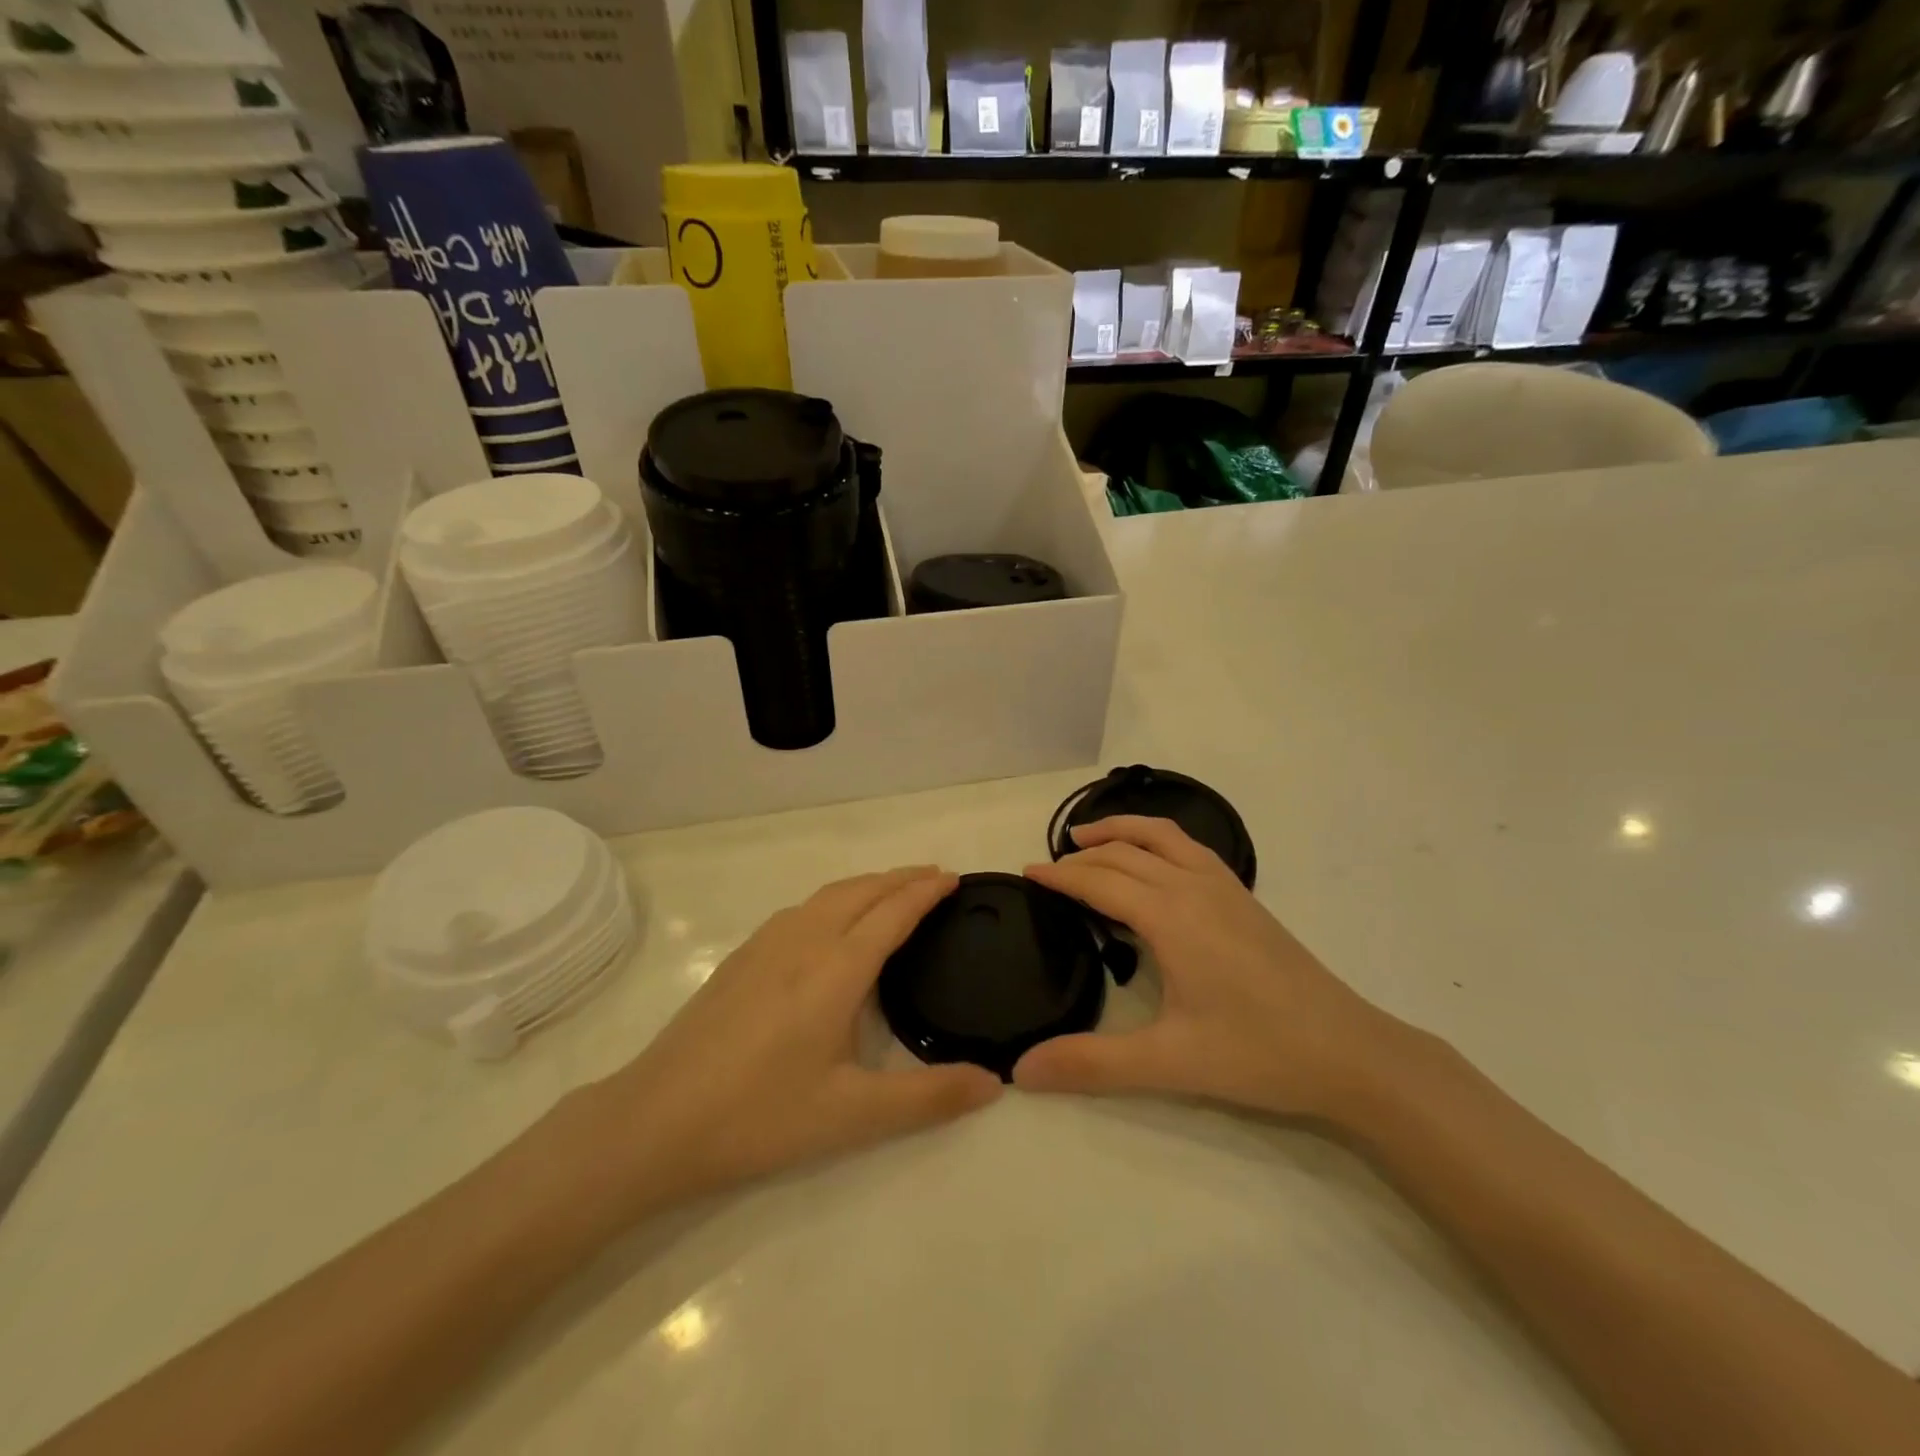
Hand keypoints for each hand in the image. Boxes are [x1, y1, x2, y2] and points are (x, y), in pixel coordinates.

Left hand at [583, 866, 1000, 1215]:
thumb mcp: (853, 1115)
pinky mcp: (741, 958)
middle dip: (901, 877)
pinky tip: (830, 924)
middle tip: (934, 877)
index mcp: (836, 968)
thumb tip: (995, 1083)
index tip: (954, 879)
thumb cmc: (761, 1114)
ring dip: (867, 885)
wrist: (656, 1119)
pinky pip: (802, 909)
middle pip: (861, 891)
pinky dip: (835, 899)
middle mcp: (803, 940)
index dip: (925, 891)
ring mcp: (765, 945)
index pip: (892, 912)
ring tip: (892, 892)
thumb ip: (929, 1097)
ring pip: (828, 895)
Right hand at [1016, 817, 1407, 1120]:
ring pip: (1161, 836)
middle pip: (1124, 854)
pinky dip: (1156, 839)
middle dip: (1081, 856)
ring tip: (1087, 837)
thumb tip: (1021, 1070)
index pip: (1100, 882)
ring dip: (1120, 830)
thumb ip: (1091, 1063)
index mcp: (1170, 915)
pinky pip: (1188, 848)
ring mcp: (1224, 887)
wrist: (1349, 1052)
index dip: (1059, 877)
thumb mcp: (1168, 1063)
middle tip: (1047, 869)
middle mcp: (1193, 887)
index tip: (1025, 874)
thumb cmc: (1257, 1052)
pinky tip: (1154, 861)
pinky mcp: (1244, 897)